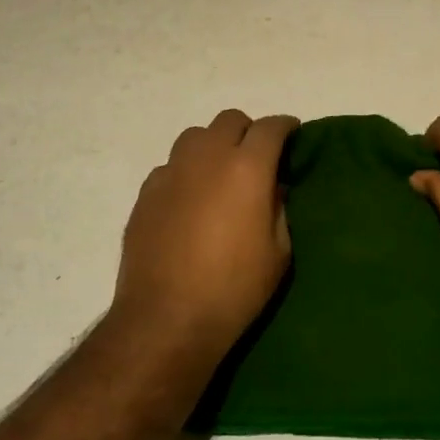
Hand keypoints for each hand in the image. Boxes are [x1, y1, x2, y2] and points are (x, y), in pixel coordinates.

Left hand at [111, 109, 298, 367]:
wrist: (166, 319)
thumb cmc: (234, 289)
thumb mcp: (278, 253)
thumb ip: (279, 209)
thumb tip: (274, 188)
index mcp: (247, 168)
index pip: (270, 127)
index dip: (285, 126)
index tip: (293, 134)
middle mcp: (207, 158)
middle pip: (230, 120)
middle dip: (248, 131)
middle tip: (257, 158)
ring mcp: (172, 172)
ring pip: (195, 136)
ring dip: (213, 146)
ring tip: (219, 175)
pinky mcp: (146, 192)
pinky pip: (171, 167)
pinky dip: (186, 173)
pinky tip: (189, 202)